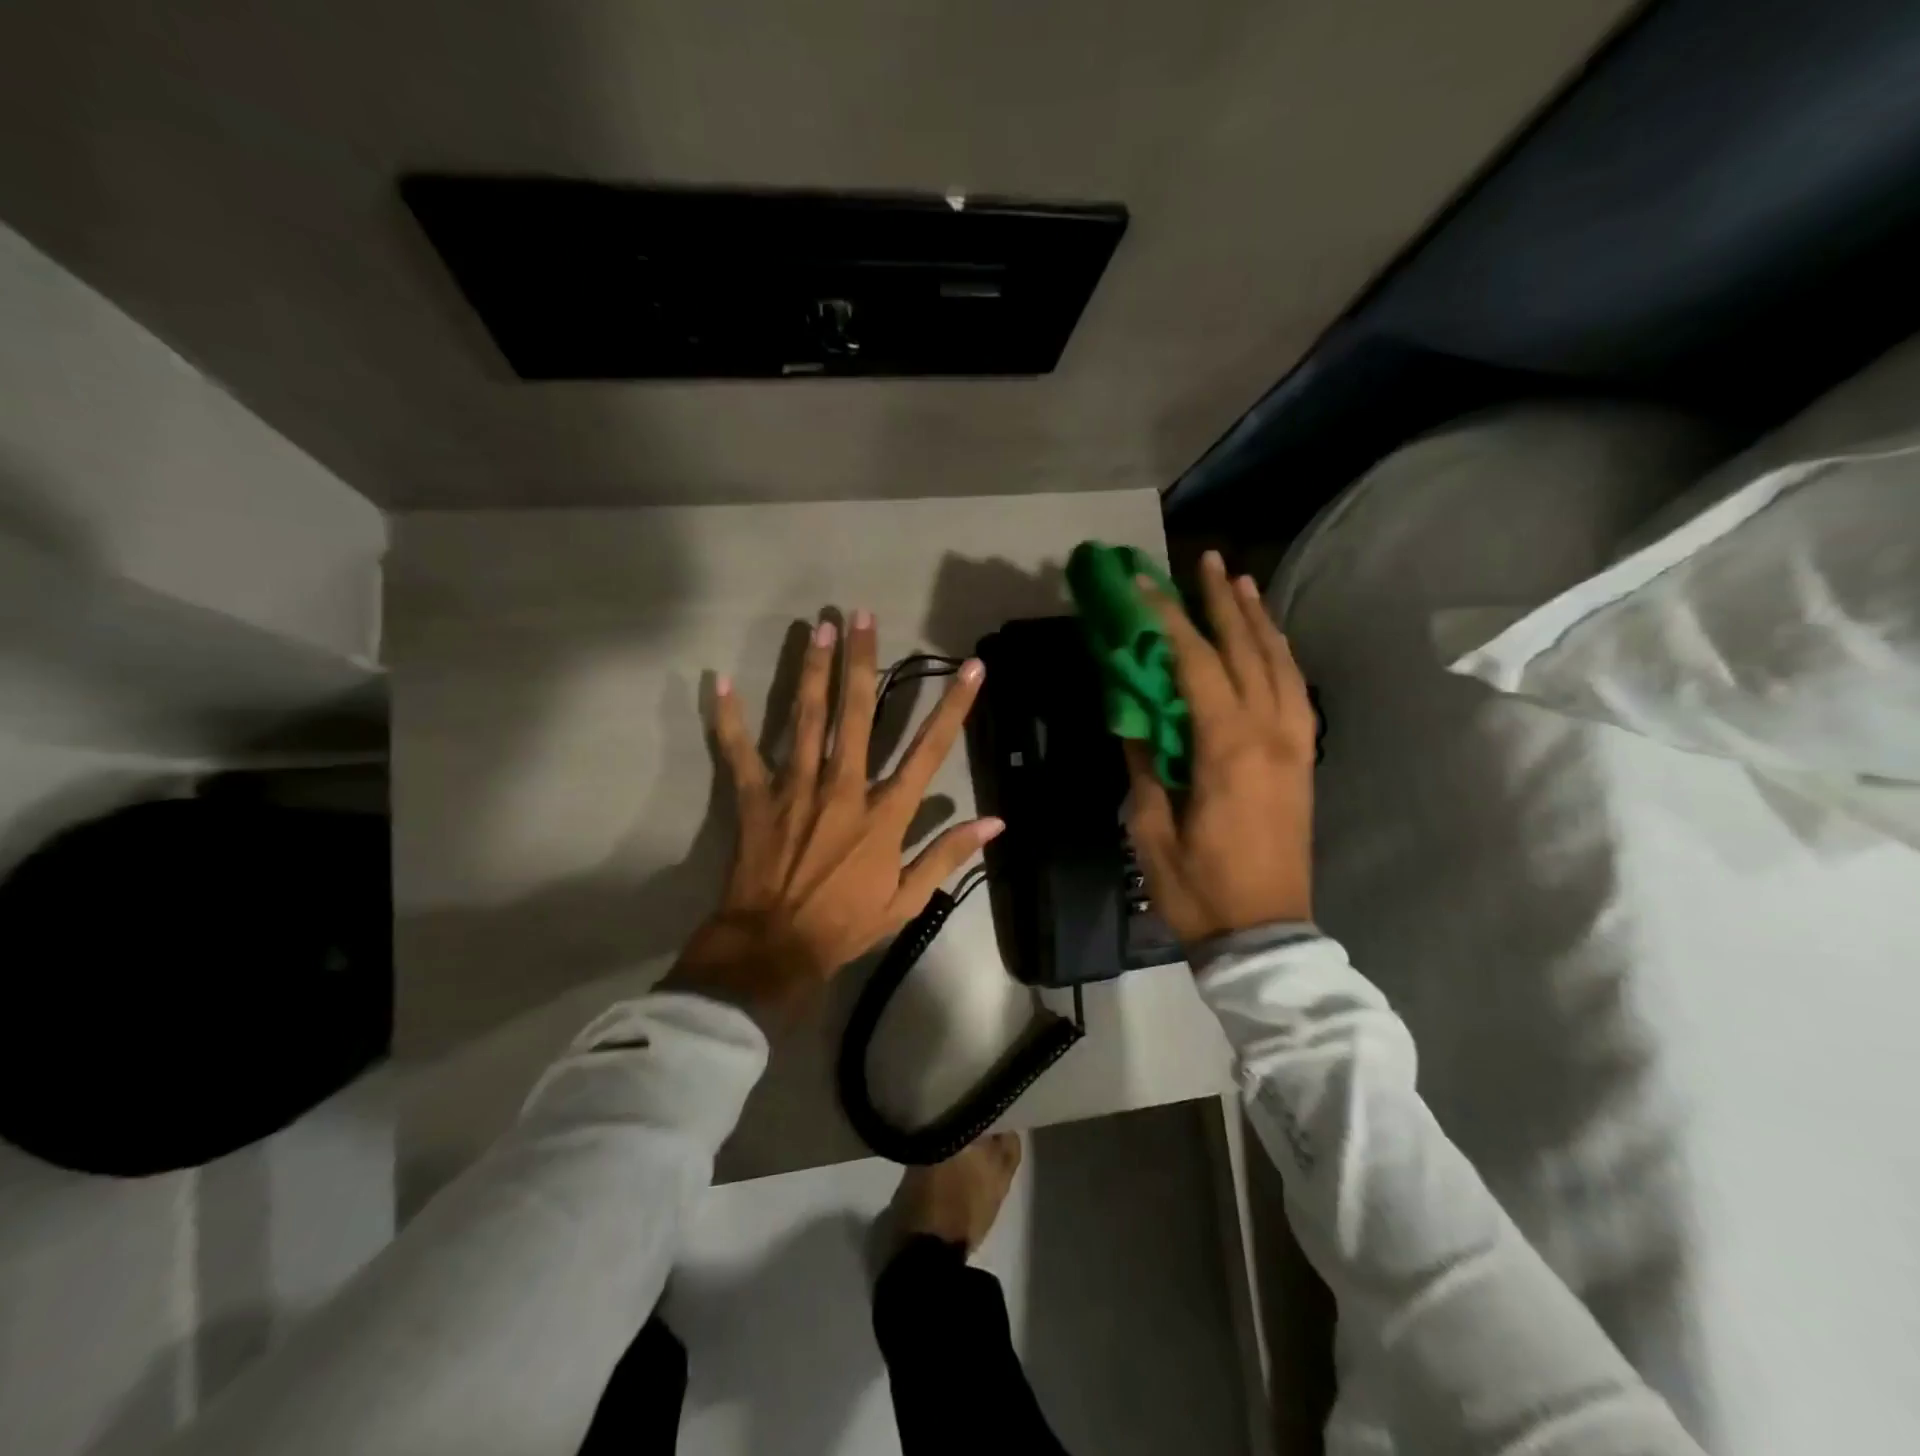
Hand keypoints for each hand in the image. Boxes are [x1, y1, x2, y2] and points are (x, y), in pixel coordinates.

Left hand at [663, 611, 1002, 1029]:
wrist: (774, 949)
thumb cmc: (845, 924)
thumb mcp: (907, 900)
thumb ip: (947, 854)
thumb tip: (995, 823)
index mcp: (884, 813)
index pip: (928, 751)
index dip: (953, 707)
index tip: (970, 667)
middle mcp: (843, 788)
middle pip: (857, 714)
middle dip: (863, 662)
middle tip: (862, 615)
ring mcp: (796, 789)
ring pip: (807, 719)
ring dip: (813, 670)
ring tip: (818, 627)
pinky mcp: (756, 798)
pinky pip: (740, 752)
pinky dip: (730, 719)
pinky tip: (721, 682)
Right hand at [1125, 551, 1315, 944]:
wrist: (1265, 937)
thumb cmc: (1199, 887)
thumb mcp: (1152, 827)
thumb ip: (1146, 762)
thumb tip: (1134, 714)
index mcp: (1229, 747)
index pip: (1195, 663)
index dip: (1166, 618)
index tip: (1142, 582)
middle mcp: (1271, 734)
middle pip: (1247, 650)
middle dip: (1222, 602)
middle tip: (1205, 561)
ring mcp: (1296, 746)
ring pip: (1281, 665)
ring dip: (1258, 621)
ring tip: (1239, 583)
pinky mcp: (1304, 761)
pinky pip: (1295, 692)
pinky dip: (1280, 657)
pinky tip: (1267, 643)